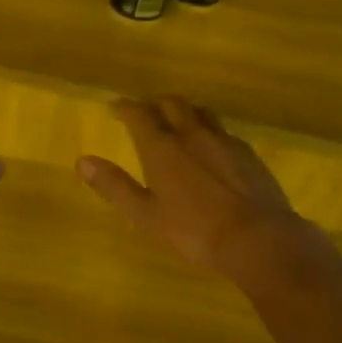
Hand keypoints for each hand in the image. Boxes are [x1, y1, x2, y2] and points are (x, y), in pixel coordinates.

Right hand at [77, 96, 300, 277]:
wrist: (259, 239)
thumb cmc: (195, 231)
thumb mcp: (146, 216)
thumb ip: (114, 186)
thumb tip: (82, 161)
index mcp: (162, 148)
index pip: (139, 114)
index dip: (125, 107)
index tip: (115, 107)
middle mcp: (192, 134)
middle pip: (171, 103)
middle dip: (153, 102)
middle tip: (144, 111)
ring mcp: (223, 140)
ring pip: (200, 111)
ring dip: (183, 109)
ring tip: (176, 119)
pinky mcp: (247, 152)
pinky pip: (222, 129)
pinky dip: (208, 128)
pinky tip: (210, 145)